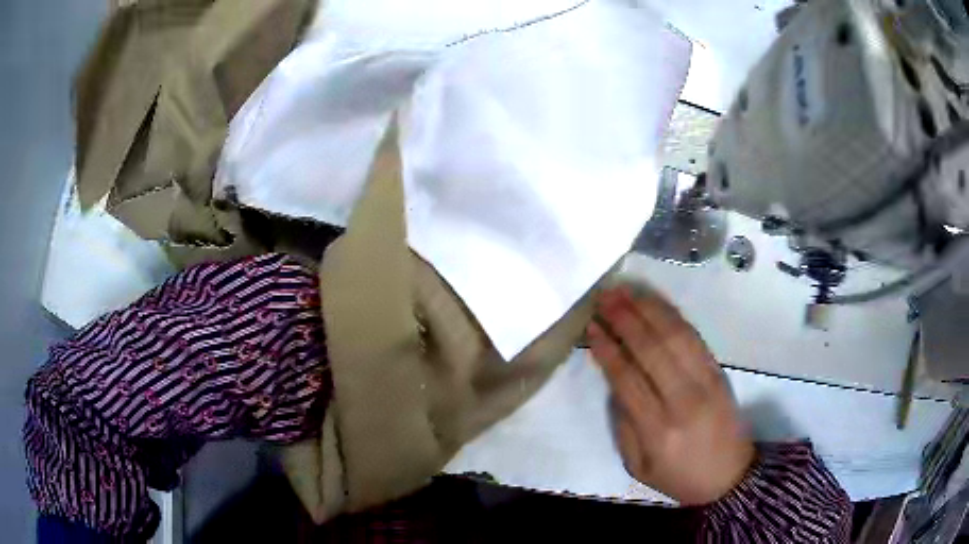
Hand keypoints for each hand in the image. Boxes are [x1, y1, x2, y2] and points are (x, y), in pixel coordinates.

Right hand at [587, 287, 754, 505]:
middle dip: (625, 319)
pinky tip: (656, 304)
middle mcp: (683, 400)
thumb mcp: (638, 466)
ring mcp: (706, 381)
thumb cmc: (679, 476)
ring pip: (675, 336)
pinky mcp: (718, 371)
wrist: (729, 476)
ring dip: (648, 309)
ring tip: (626, 291)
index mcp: (657, 429)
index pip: (627, 379)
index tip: (592, 326)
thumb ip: (623, 425)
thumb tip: (615, 382)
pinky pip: (694, 337)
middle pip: (651, 350)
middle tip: (604, 297)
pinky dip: (673, 316)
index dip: (608, 349)